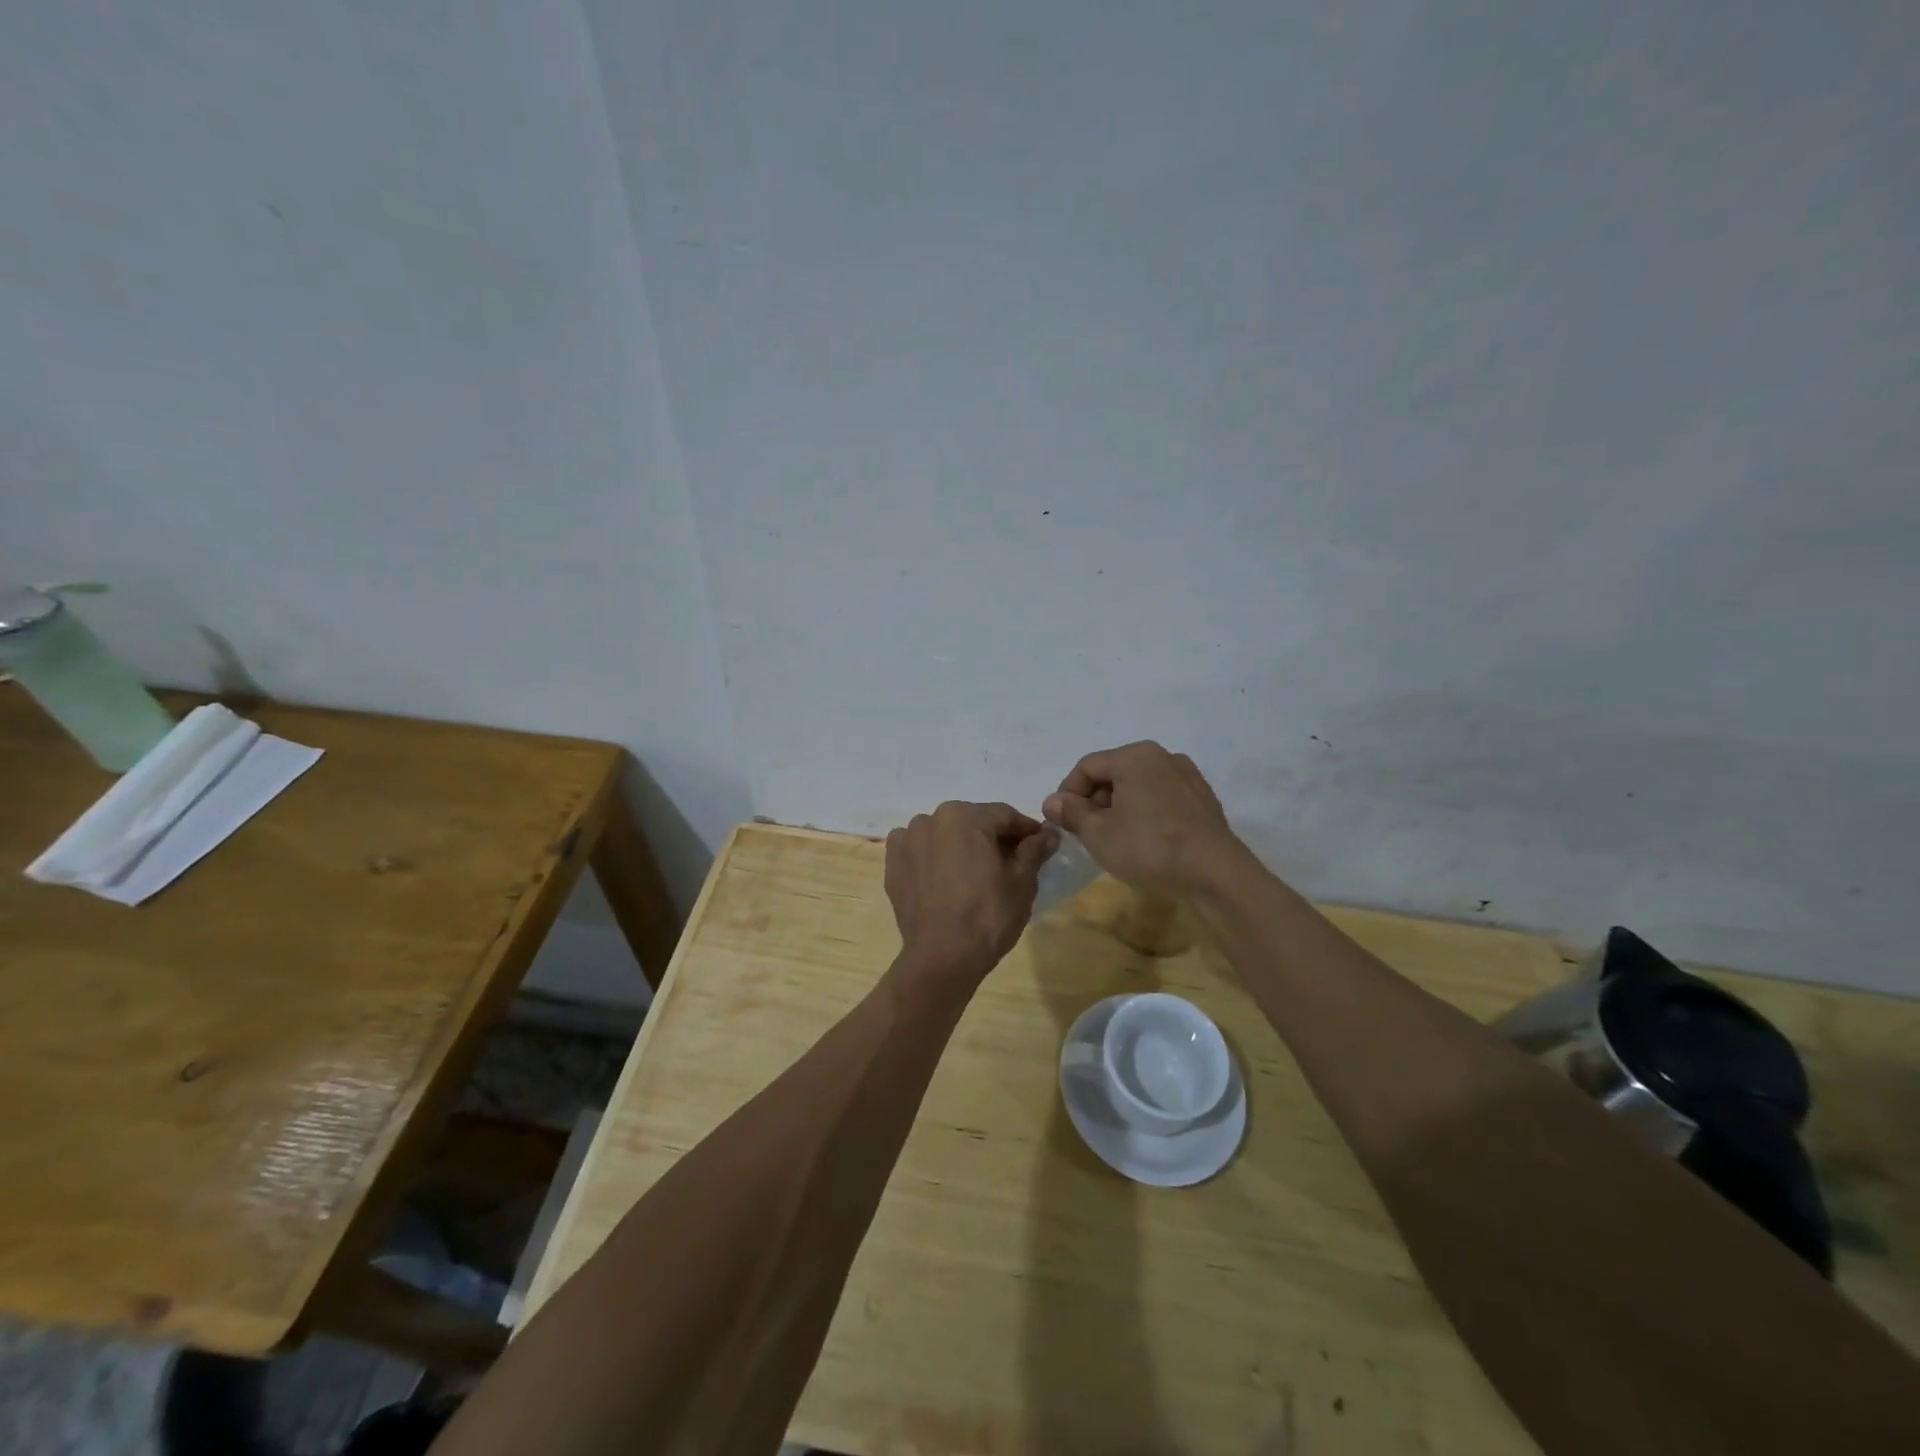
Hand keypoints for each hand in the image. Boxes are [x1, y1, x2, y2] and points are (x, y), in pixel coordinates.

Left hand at [885, 801, 1057, 981]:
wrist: (942, 958)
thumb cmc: (988, 916)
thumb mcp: (1022, 882)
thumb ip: (1034, 849)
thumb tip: (1049, 833)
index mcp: (964, 816)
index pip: (1005, 816)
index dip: (1026, 830)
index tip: (1041, 845)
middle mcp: (931, 818)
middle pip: (972, 823)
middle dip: (993, 838)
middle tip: (1011, 863)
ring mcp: (907, 840)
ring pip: (945, 835)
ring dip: (961, 846)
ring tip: (976, 874)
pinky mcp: (892, 863)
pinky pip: (920, 851)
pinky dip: (934, 857)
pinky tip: (946, 879)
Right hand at [1042, 742, 1246, 896]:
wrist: (1215, 873)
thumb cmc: (1148, 847)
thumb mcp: (1098, 833)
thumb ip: (1072, 813)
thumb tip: (1052, 801)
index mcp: (1135, 756)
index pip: (1087, 767)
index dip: (1067, 793)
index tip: (1061, 822)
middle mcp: (1163, 757)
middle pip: (1114, 773)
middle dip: (1094, 801)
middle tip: (1086, 833)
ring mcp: (1188, 777)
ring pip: (1139, 786)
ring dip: (1120, 808)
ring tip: (1115, 840)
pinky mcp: (1203, 800)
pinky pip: (1162, 799)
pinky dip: (1146, 813)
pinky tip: (1145, 842)